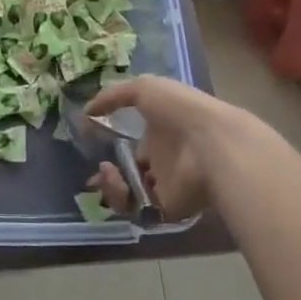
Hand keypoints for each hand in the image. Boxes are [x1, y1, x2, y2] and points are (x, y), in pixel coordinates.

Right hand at [82, 74, 265, 222]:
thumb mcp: (144, 88)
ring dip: (111, 187)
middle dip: (108, 176)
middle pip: (129, 175)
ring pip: (130, 196)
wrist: (212, 141)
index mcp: (159, 134)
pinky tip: (116, 182)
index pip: (132, 148)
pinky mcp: (169, 207)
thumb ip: (113, 96)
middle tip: (98, 172)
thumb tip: (87, 110)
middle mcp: (162, 161)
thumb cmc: (180, 108)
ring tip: (107, 174)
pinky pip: (138, 211)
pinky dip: (121, 200)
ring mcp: (166, 186)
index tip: (92, 150)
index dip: (112, 151)